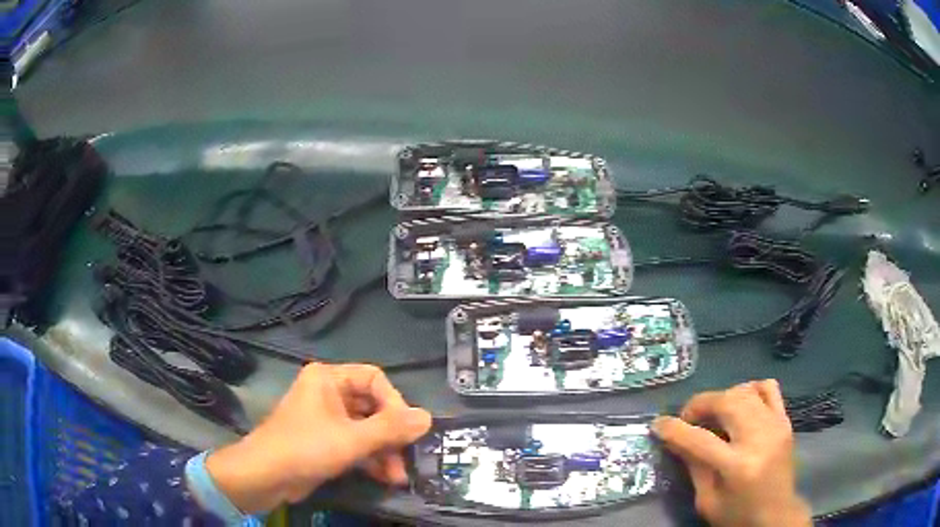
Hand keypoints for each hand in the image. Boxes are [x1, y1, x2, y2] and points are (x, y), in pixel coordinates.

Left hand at [206, 363, 431, 512]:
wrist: (266, 476)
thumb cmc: (306, 448)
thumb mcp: (352, 439)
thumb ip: (391, 428)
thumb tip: (428, 417)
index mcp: (329, 378)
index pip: (374, 380)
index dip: (395, 403)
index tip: (407, 430)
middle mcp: (328, 393)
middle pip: (372, 407)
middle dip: (391, 435)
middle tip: (406, 457)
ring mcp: (326, 418)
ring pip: (366, 429)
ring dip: (384, 452)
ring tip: (397, 476)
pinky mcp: (325, 441)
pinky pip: (355, 443)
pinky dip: (370, 459)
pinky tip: (385, 477)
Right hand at [652, 380, 810, 526]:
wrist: (776, 515)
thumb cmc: (737, 515)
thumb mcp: (707, 501)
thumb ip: (694, 467)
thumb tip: (676, 439)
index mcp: (737, 467)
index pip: (700, 440)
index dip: (674, 429)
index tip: (658, 423)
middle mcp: (759, 439)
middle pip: (727, 403)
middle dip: (700, 404)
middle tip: (688, 418)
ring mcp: (776, 425)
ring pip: (745, 391)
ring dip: (722, 397)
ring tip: (712, 414)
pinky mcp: (785, 420)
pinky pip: (768, 388)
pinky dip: (750, 390)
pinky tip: (741, 405)